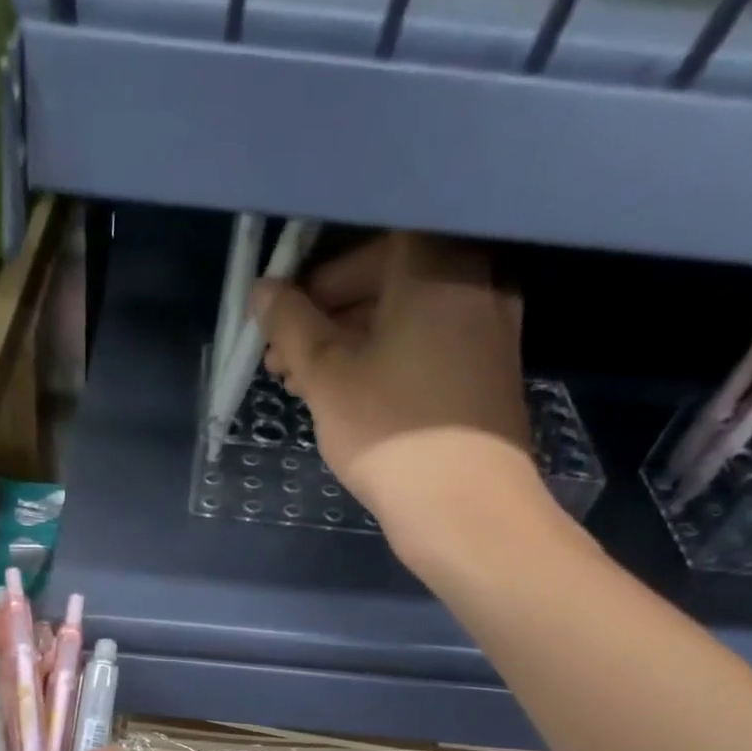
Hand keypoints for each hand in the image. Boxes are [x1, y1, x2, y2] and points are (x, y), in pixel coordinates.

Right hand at [253, 232, 539, 542]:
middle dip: (326, 318)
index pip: (368, 242)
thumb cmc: (390, 430)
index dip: (316, 277)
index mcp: (437, 265)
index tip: (281, 316)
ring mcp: (488, 329)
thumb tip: (263, 289)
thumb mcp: (326, 375)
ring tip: (301, 386)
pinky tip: (346, 399)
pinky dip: (383, 363)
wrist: (466, 509)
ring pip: (403, 320)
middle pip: (387, 280)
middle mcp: (474, 282)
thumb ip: (290, 324)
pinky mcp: (486, 373)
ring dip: (348, 345)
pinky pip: (425, 348)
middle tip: (281, 359)